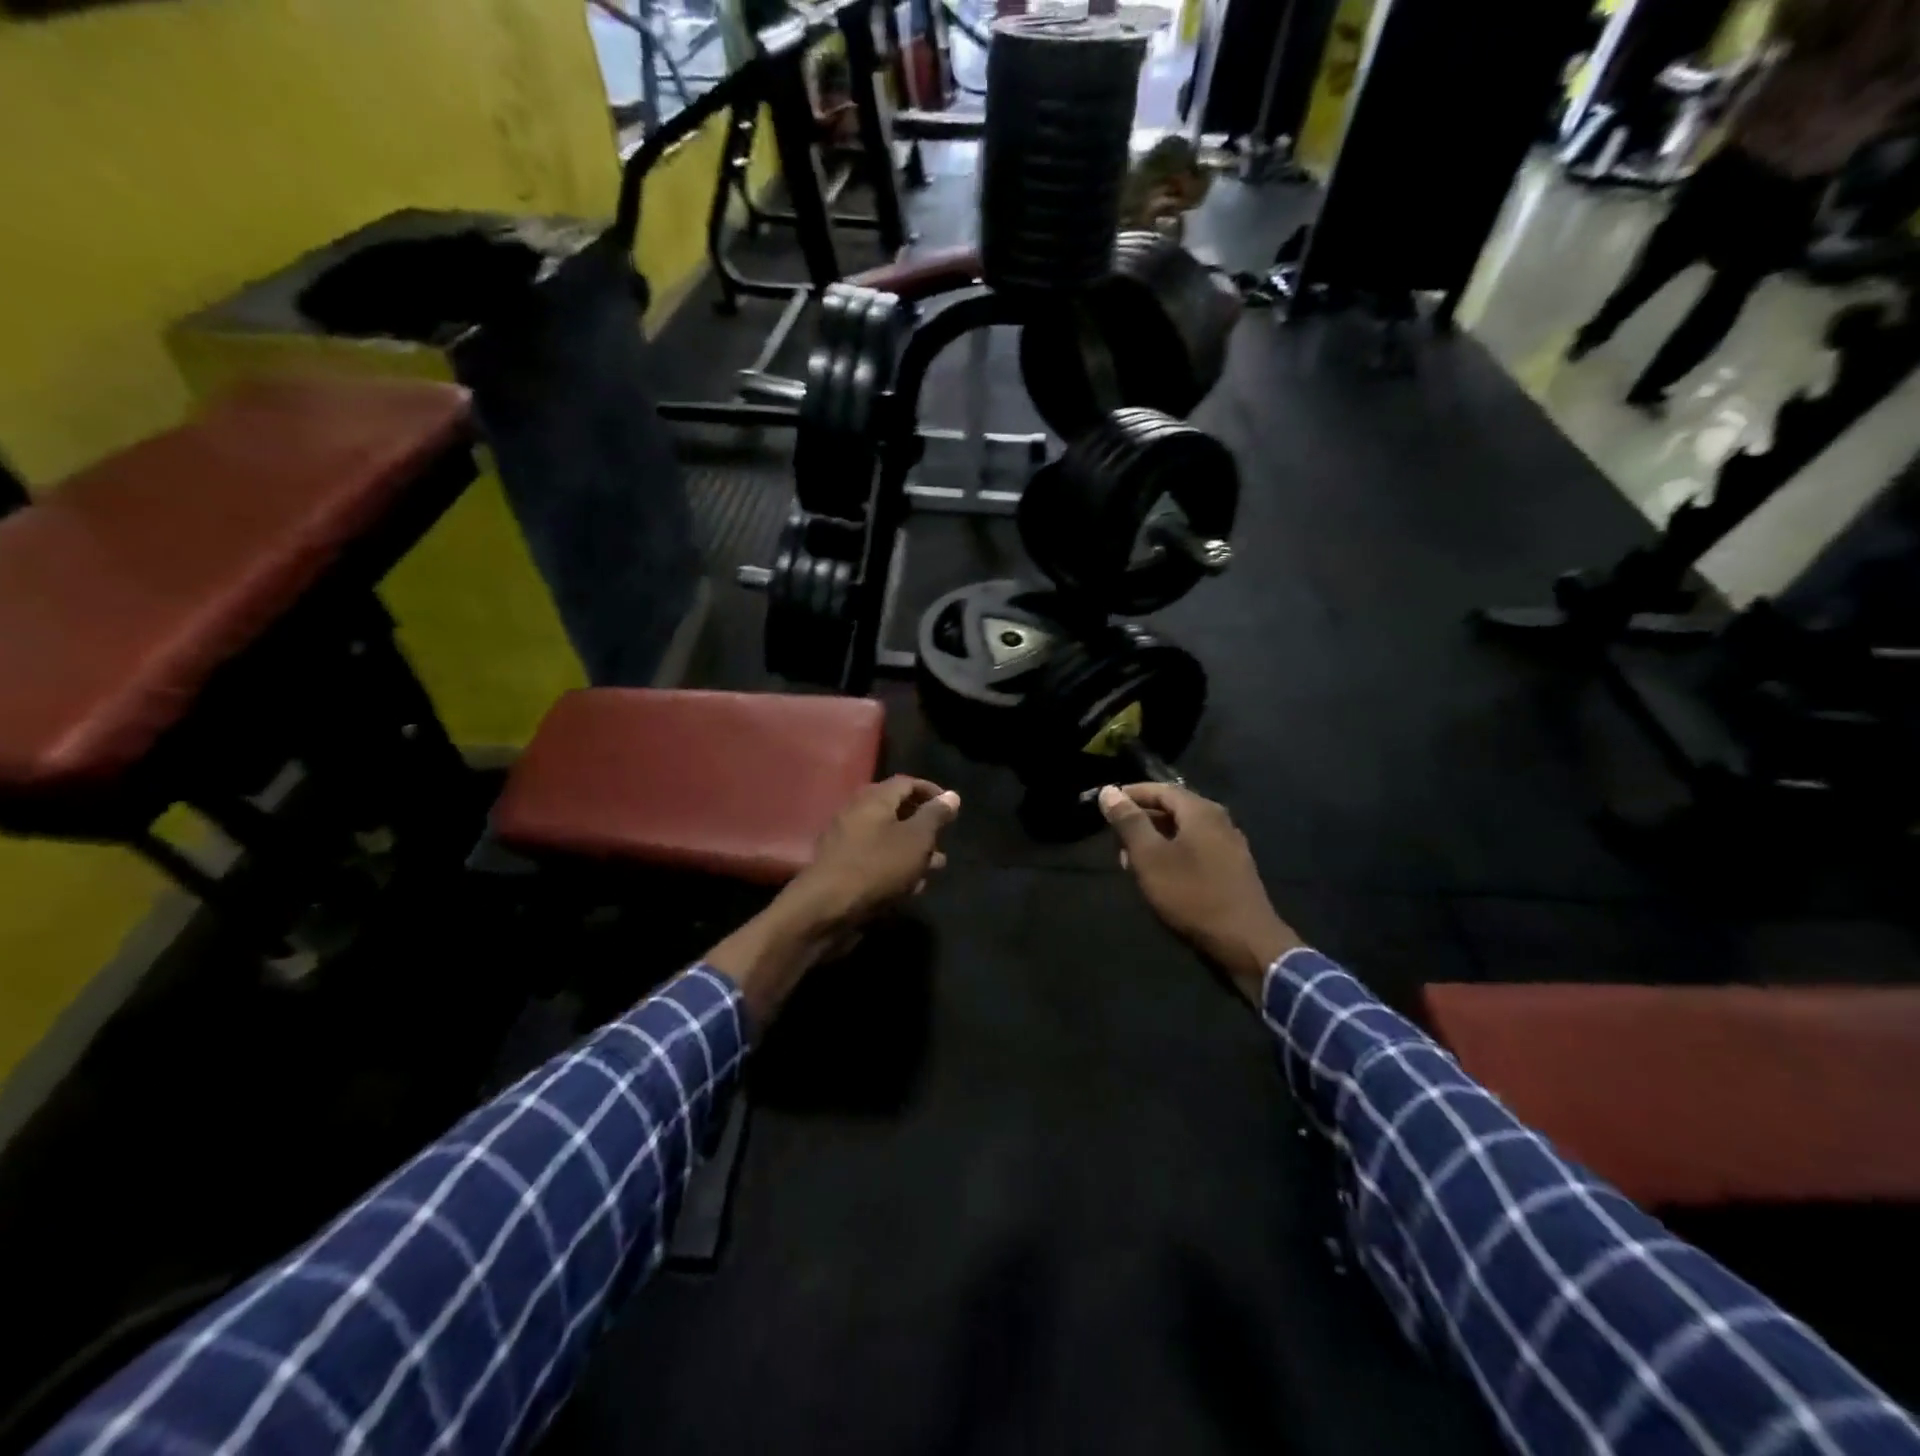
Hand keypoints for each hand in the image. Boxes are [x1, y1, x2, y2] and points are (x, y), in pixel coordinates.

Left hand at [706, 778, 960, 1031]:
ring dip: (914, 851)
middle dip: (924, 825)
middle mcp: (857, 814)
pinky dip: (896, 868)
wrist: (826, 909)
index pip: (907, 783)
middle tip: (945, 840)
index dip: (932, 792)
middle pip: (896, 811)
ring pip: (888, 839)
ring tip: (936, 867)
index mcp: (874, 799)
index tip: (953, 809)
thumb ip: (935, 816)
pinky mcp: (843, 869)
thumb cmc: (877, 867)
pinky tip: (912, 887)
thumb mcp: (916, 839)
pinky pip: (876, 861)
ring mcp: (847, 843)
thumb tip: (951, 795)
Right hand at [1098, 783, 1299, 1002]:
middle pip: (1172, 808)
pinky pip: (1196, 848)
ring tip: (1130, 861)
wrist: (1246, 941)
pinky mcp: (1232, 868)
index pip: (1159, 789)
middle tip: (1114, 839)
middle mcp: (1219, 820)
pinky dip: (1172, 854)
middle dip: (1141, 820)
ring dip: (1154, 840)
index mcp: (1200, 811)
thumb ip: (1129, 822)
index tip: (1105, 805)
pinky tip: (1159, 876)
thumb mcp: (1150, 857)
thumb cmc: (1192, 894)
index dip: (1130, 794)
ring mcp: (1229, 845)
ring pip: (1183, 831)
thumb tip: (1109, 791)